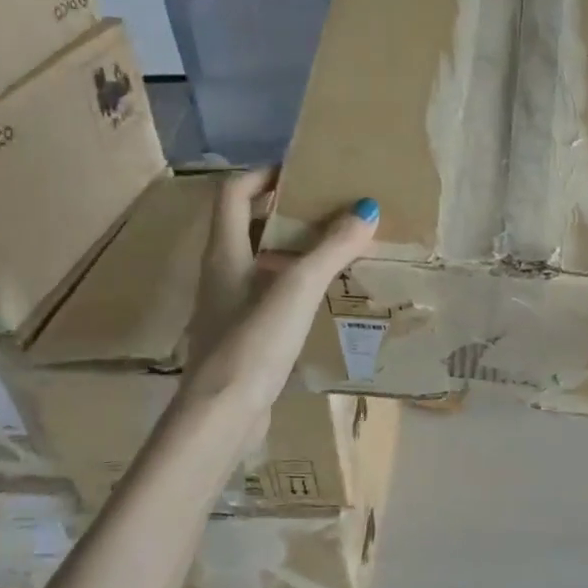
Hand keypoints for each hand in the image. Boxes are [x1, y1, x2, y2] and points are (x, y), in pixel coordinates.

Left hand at [179, 169, 377, 415]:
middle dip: (285, 212)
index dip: (263, 175)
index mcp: (224, 252)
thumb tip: (367, 209)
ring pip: (260, 262)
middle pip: (247, 226)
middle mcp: (221, 273)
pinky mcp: (242, 335)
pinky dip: (294, 285)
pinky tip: (324, 297)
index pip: (233, 193)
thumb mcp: (297, 288)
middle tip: (328, 209)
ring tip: (335, 248)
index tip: (301, 173)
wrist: (222, 414)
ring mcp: (229, 306)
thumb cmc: (253, 342)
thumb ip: (332, 248)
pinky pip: (269, 295)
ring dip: (293, 250)